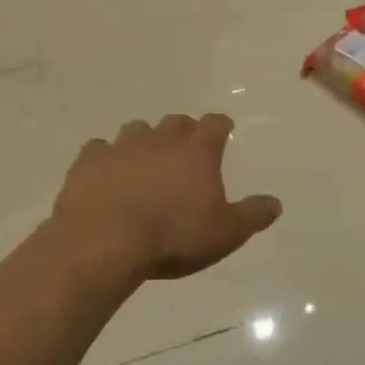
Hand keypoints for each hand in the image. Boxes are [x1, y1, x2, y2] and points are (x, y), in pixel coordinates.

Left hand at [50, 114, 280, 282]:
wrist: (104, 243)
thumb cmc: (174, 237)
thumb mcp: (226, 233)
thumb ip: (253, 215)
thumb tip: (276, 203)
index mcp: (198, 151)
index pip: (216, 124)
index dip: (221, 126)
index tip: (224, 131)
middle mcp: (161, 139)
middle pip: (176, 122)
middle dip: (184, 131)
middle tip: (186, 150)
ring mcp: (122, 146)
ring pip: (137, 130)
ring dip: (144, 141)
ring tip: (145, 163)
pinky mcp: (88, 161)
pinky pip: (99, 149)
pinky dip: (106, 158)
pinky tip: (107, 175)